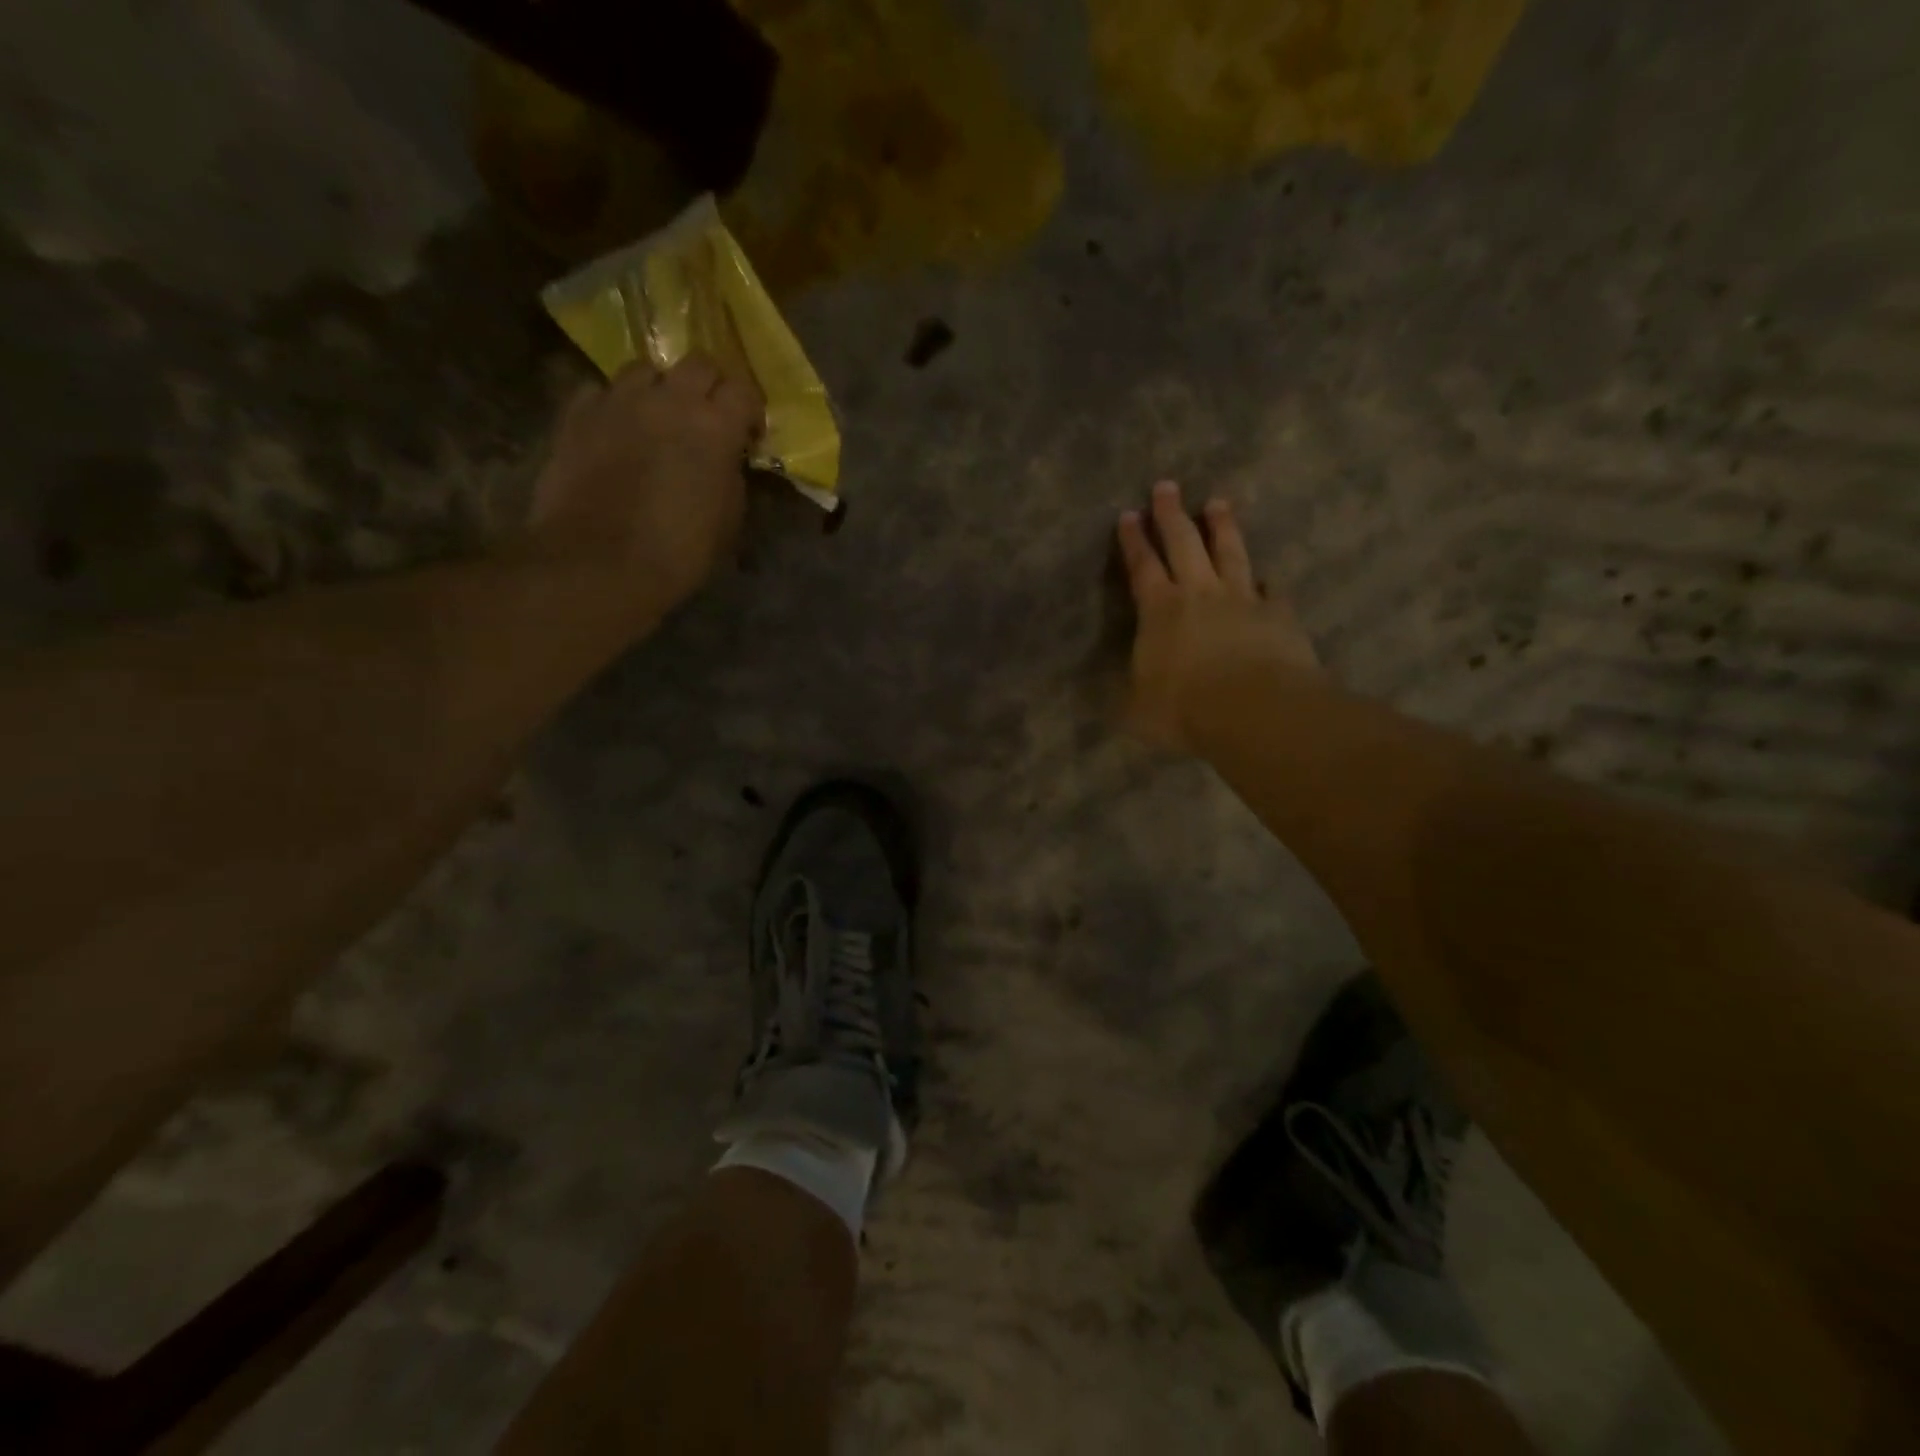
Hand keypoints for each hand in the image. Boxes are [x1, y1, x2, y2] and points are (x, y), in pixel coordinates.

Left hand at [527, 353, 764, 611]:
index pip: (744, 390)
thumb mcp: (728, 520)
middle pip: (697, 363)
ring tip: (657, 418)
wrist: (599, 564)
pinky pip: (601, 391)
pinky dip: (614, 404)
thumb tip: (725, 461)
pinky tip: (616, 430)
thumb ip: (731, 477)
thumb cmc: (678, 552)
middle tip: (708, 419)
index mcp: (714, 427)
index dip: (749, 410)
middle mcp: (668, 400)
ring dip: (659, 388)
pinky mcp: (576, 414)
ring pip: (645, 368)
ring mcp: (617, 401)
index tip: (748, 435)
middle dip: (709, 387)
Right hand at [1117, 480, 1319, 751]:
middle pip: (1184, 543)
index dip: (1134, 541)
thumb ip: (1124, 692)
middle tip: (1166, 486)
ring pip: (1231, 553)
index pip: (1142, 566)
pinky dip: (1267, 583)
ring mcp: (1243, 600)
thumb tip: (1105, 688)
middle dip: (1172, 514)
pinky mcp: (1278, 615)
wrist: (1254, 710)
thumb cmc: (1184, 708)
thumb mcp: (1135, 709)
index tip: (1129, 514)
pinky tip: (1269, 579)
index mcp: (1159, 611)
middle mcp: (1200, 594)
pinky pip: (1272, 591)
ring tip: (1218, 503)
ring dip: (1222, 527)